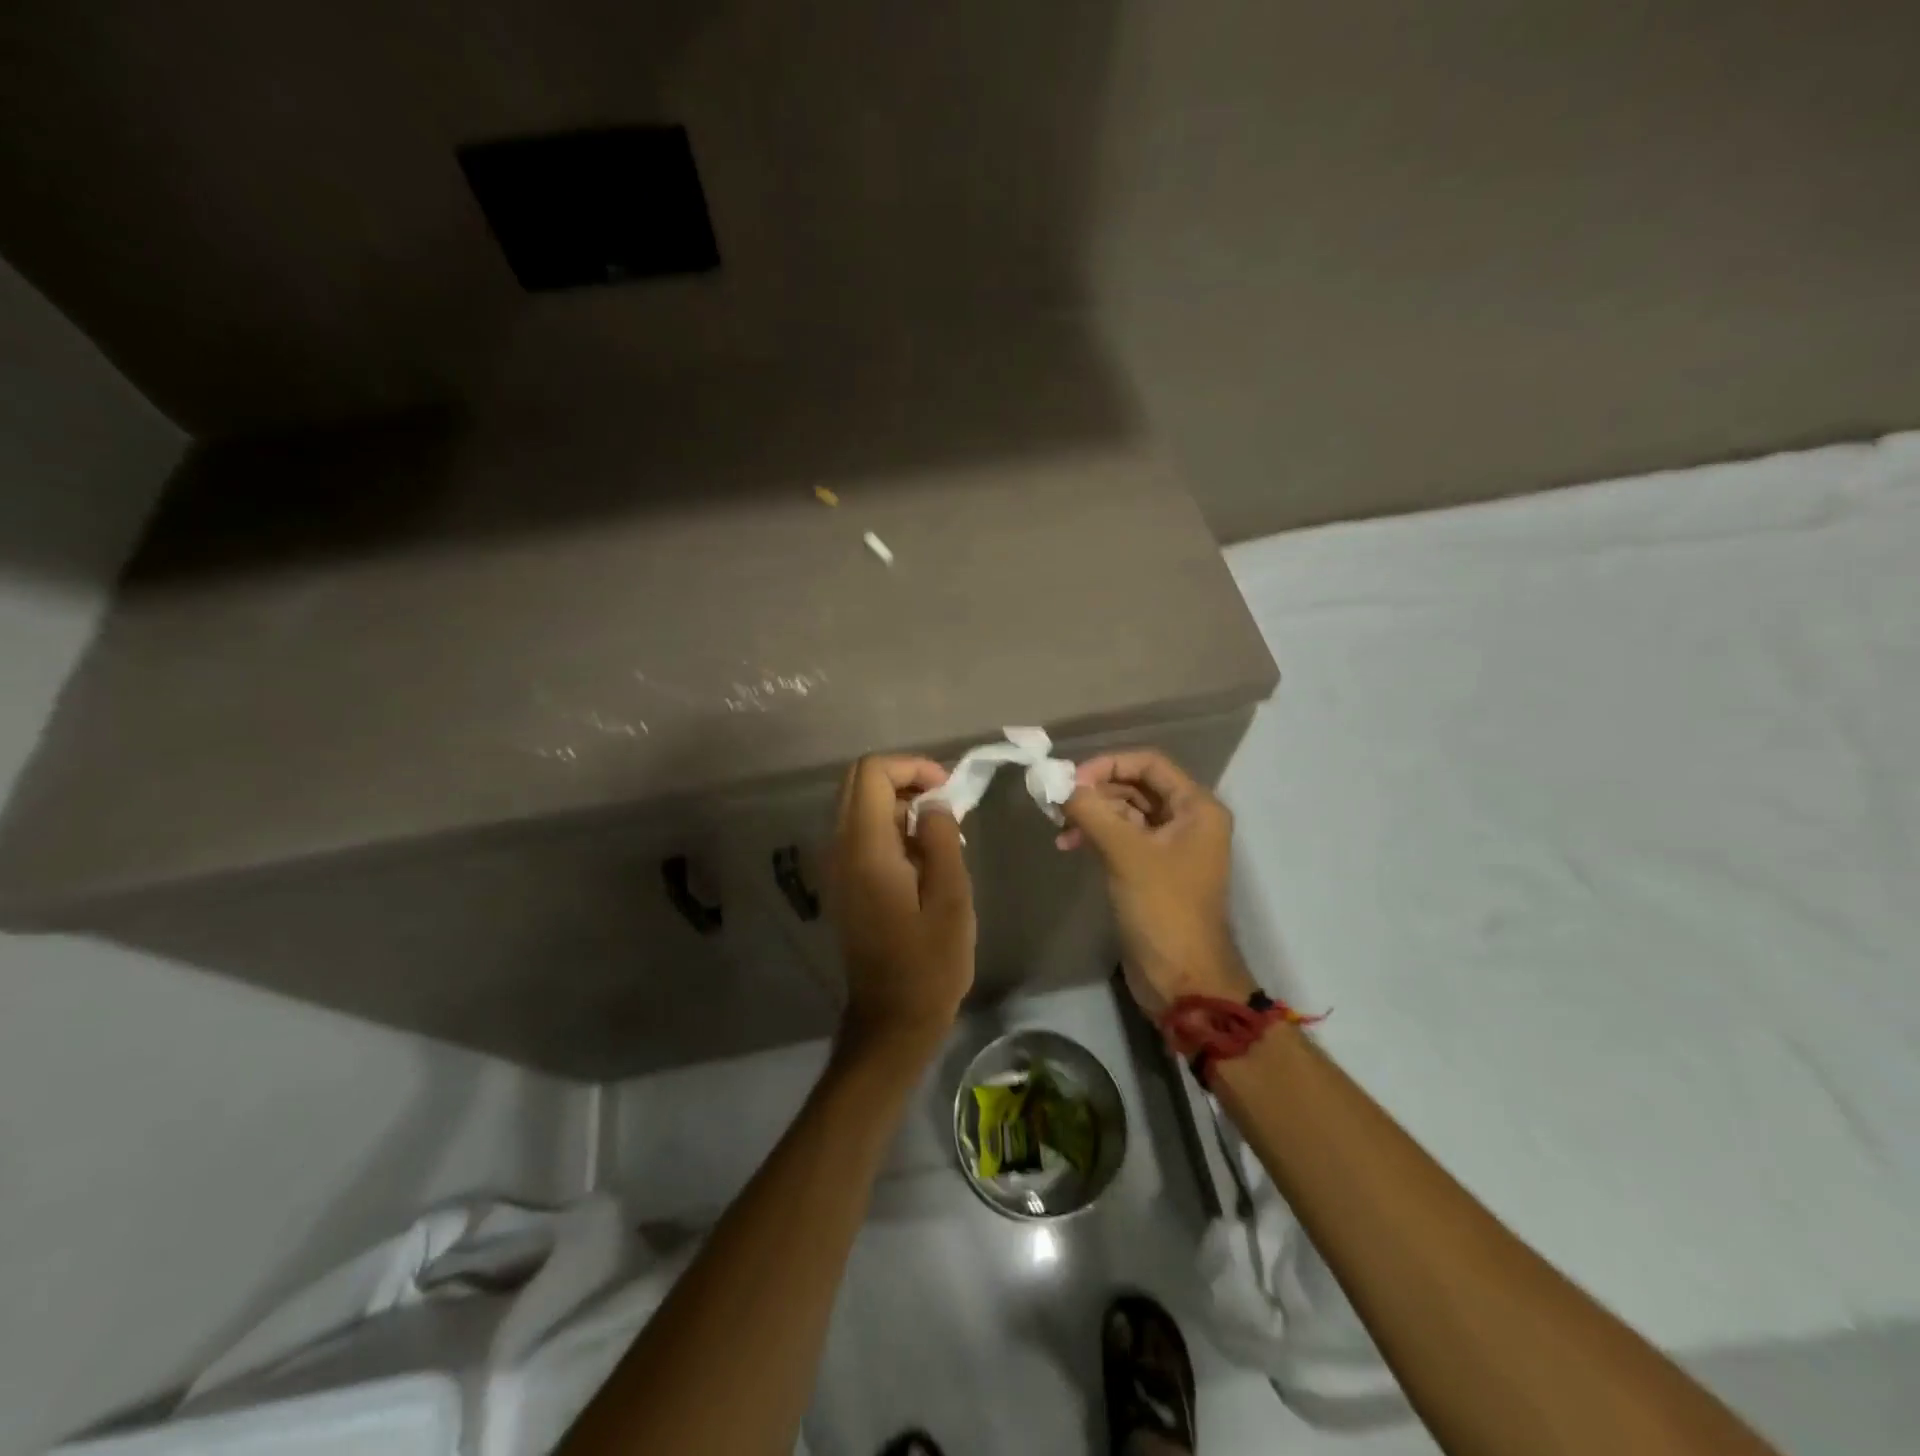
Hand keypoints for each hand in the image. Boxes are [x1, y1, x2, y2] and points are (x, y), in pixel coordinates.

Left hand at [829, 755, 975, 1058]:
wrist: (893, 1018)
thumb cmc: (930, 963)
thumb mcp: (951, 897)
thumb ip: (941, 839)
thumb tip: (933, 803)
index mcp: (865, 849)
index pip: (871, 773)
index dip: (911, 767)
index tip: (947, 791)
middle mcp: (841, 849)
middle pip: (859, 782)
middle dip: (905, 780)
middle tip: (946, 804)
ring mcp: (838, 867)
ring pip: (860, 806)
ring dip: (900, 804)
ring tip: (943, 832)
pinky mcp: (845, 882)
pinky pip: (862, 833)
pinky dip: (892, 827)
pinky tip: (925, 855)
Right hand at [1058, 749, 1255, 1014]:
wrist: (1182, 979)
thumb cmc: (1163, 909)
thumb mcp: (1125, 853)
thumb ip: (1091, 811)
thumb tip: (1056, 783)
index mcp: (1196, 808)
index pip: (1149, 763)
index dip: (1108, 764)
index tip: (1071, 780)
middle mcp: (1187, 820)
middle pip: (1136, 786)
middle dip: (1096, 791)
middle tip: (1058, 802)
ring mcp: (1170, 846)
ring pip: (1126, 812)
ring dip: (1092, 814)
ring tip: (1059, 827)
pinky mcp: (1152, 870)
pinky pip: (1122, 838)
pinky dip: (1096, 835)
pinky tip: (1068, 845)